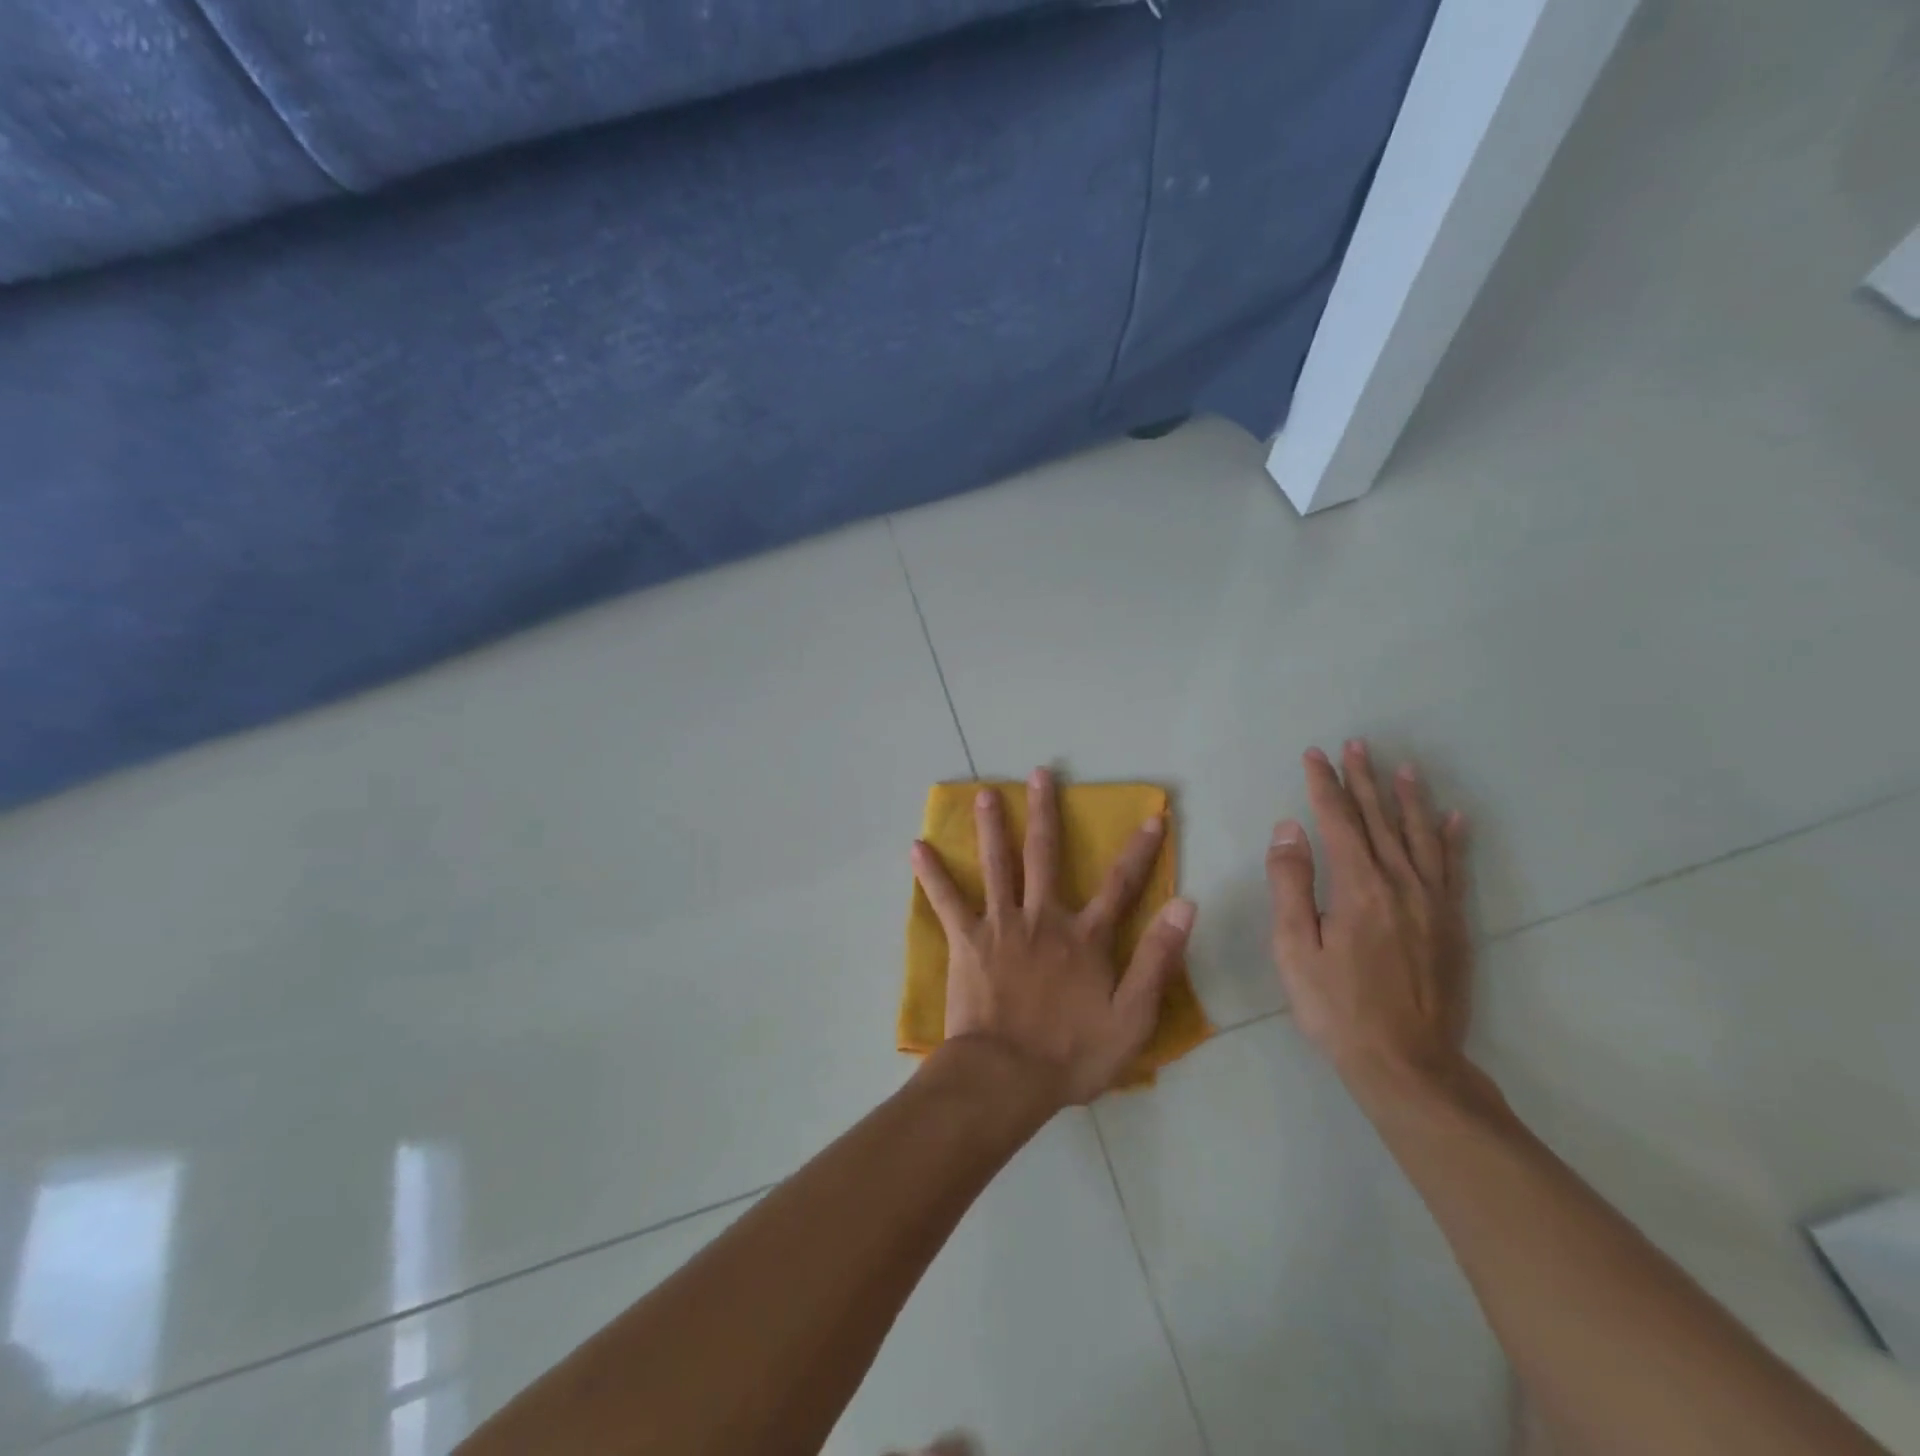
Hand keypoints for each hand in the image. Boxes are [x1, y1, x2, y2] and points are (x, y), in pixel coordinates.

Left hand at [911, 767, 1196, 1106]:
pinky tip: (917, 847)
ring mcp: (1001, 925)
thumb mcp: (1133, 1016)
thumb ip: (1157, 958)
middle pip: (1045, 855)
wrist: (1007, 1077)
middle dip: (1045, 812)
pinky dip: (932, 874)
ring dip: (991, 826)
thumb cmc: (1072, 1054)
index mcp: (1083, 937)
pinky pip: (947, 900)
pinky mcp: (967, 941)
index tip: (1152, 816)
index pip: (1120, 885)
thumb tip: (1185, 904)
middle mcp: (1042, 918)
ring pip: (997, 865)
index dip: (1139, 850)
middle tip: (1040, 773)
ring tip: (983, 793)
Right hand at [1265, 741, 1472, 1093]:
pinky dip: (1453, 839)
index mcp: (1358, 888)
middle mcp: (1401, 885)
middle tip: (1357, 745)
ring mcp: (1433, 904)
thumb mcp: (1295, 948)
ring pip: (1420, 837)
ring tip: (1403, 767)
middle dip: (1365, 780)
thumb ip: (1291, 884)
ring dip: (1409, 799)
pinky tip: (1454, 818)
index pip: (1338, 821)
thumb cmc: (1337, 1008)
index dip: (1325, 785)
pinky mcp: (1453, 924)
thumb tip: (1289, 829)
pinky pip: (1454, 869)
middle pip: (1380, 820)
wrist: (1408, 1065)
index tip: (1315, 755)